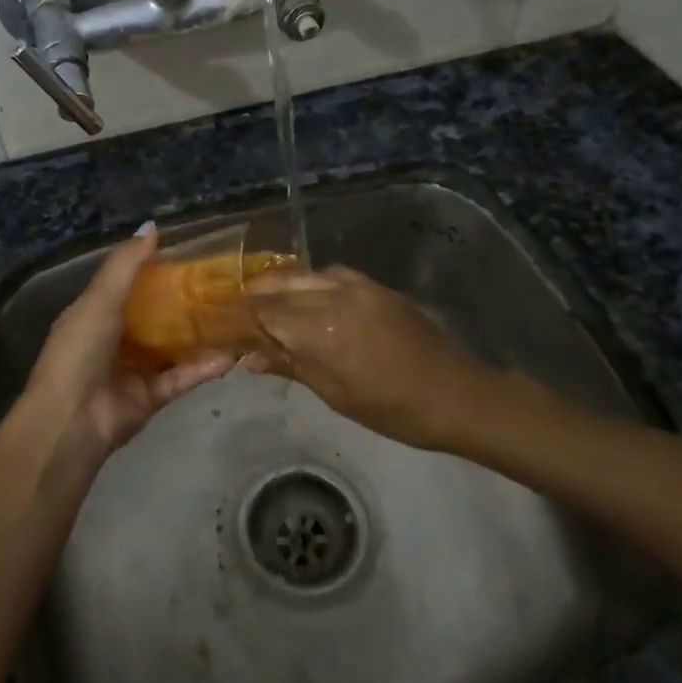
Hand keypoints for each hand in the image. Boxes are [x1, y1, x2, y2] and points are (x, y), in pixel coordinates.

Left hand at [17, 227, 233, 459]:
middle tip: (223, 284)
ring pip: (174, 346)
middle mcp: (116, 340)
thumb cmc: (79, 351)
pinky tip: (231, 354)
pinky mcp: (153, 396)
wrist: (72, 420)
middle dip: (186, 302)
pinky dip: (204, 367)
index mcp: (96, 314)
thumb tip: (152, 226)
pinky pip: (182, 376)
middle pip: (156, 316)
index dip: (157, 271)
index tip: (191, 256)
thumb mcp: (99, 300)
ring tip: (236, 316)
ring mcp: (135, 369)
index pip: (130, 286)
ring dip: (200, 334)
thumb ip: (125, 265)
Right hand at [245, 266, 492, 451]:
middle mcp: (335, 296)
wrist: (455, 394)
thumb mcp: (335, 394)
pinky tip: (308, 295)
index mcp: (320, 330)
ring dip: (282, 285)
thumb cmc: (391, 408)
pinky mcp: (376, 286)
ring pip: (306, 275)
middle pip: (281, 287)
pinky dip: (312, 281)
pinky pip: (333, 274)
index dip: (243, 318)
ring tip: (267, 300)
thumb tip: (249, 358)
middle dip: (257, 297)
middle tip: (240, 311)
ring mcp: (358, 286)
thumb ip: (291, 366)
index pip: (266, 312)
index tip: (227, 326)